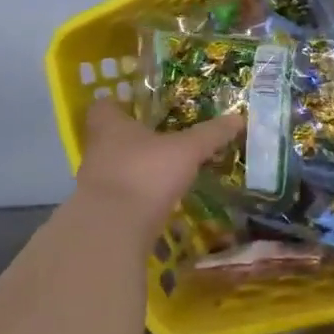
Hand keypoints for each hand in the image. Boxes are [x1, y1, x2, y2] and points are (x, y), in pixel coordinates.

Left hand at [73, 101, 243, 223]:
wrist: (113, 229)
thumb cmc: (146, 173)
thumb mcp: (187, 150)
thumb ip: (210, 134)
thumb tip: (238, 117)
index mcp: (110, 126)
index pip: (104, 106)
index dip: (119, 104)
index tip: (137, 106)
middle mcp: (97, 150)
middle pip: (109, 137)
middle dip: (133, 138)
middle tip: (161, 137)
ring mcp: (95, 183)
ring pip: (115, 167)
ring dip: (136, 167)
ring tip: (164, 169)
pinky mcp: (101, 211)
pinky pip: (121, 194)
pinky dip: (137, 194)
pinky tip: (159, 198)